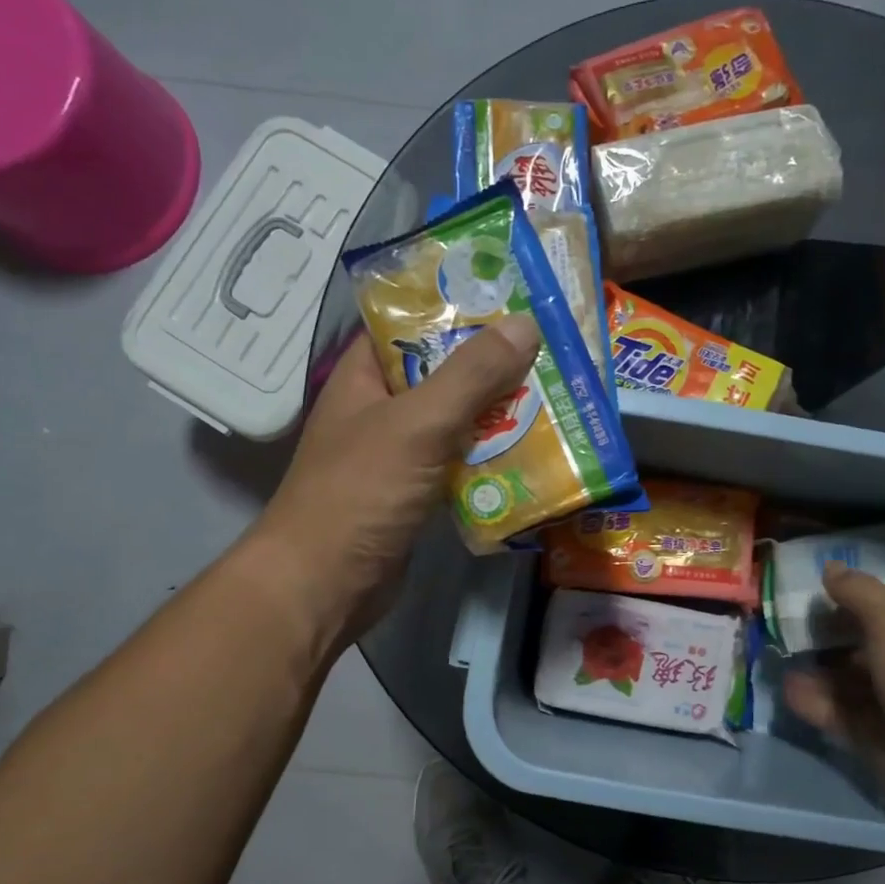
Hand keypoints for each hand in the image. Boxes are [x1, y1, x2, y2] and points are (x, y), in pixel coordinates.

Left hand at [254, 314, 540, 654]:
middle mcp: (381, 409)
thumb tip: (525, 323)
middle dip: (495, 365)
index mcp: (365, 376)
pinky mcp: (417, 495)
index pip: (412, 325)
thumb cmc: (361, 492)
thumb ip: (471, 375)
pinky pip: (462, 465)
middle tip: (554, 350)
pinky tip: (536, 455)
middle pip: (445, 374)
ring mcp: (400, 455)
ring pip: (459, 422)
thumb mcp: (418, 424)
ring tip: (559, 397)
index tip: (515, 299)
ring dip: (501, 415)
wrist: (326, 584)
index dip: (459, 307)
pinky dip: (493, 460)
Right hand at [782, 562, 884, 837]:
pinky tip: (786, 689)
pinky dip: (811, 702)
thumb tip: (830, 568)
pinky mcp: (871, 740)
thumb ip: (859, 593)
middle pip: (858, 647)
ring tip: (775, 657)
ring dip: (812, 671)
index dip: (846, 601)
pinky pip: (835, 714)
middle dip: (823, 637)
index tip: (807, 593)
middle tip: (781, 626)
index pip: (881, 611)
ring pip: (843, 682)